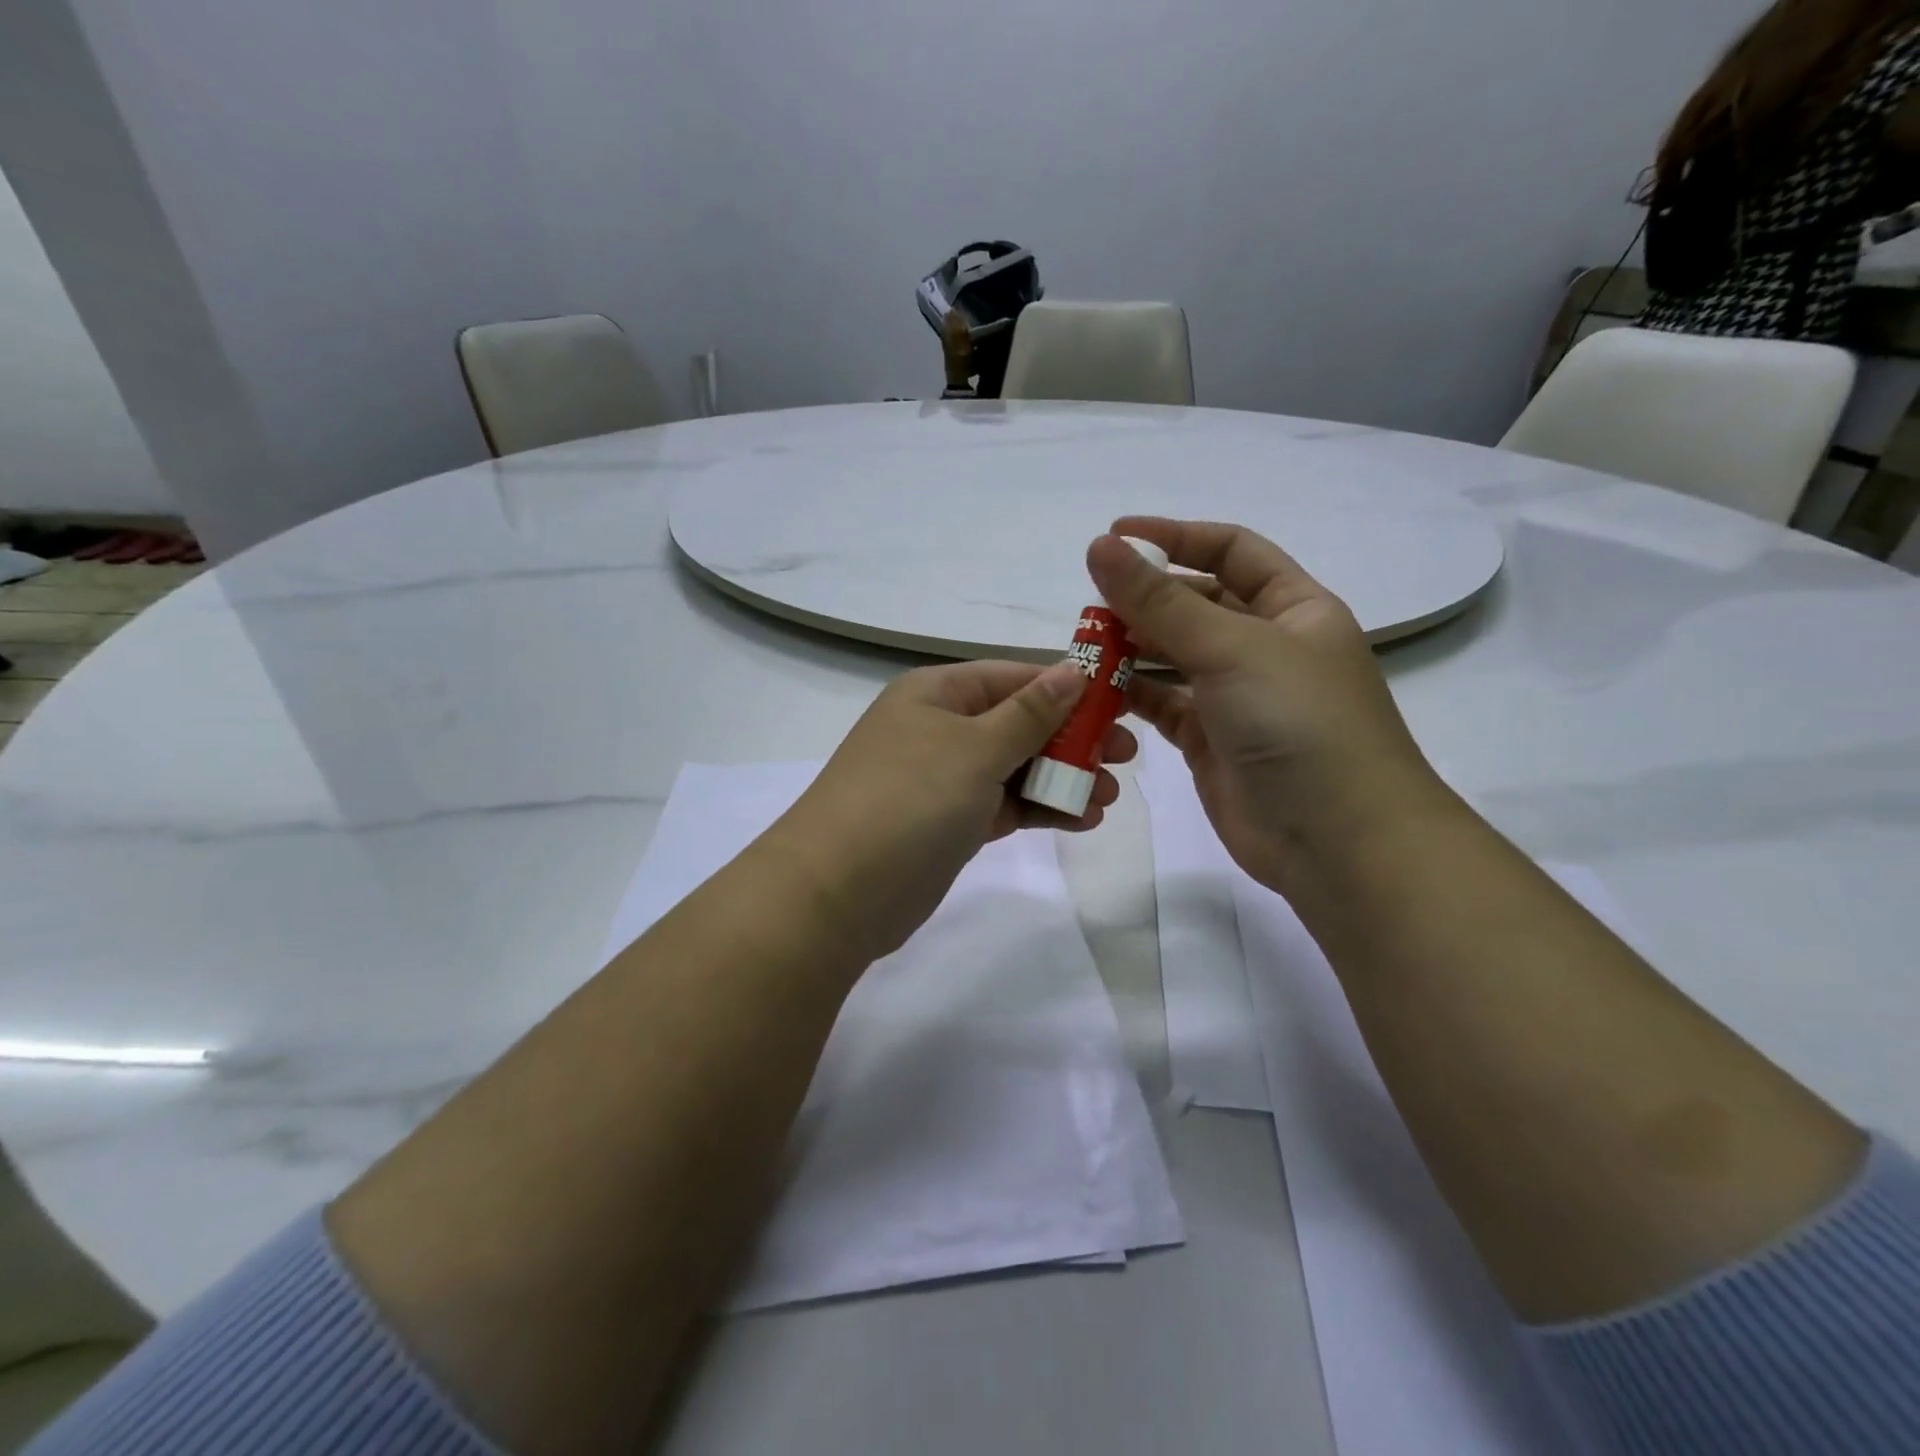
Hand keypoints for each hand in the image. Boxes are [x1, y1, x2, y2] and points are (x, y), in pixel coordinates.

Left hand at [768, 660, 1136, 961]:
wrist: (836, 893)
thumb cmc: (909, 800)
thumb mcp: (975, 747)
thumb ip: (1030, 712)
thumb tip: (1074, 669)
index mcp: (937, 693)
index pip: (1015, 677)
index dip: (1068, 688)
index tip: (1121, 705)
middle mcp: (939, 729)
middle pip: (1019, 723)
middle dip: (1072, 739)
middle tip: (1125, 758)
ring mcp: (942, 779)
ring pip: (1015, 767)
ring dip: (1062, 779)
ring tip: (1107, 797)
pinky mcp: (948, 824)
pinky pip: (1004, 805)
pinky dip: (1039, 809)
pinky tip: (1080, 819)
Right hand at [1087, 518, 1450, 892]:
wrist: (1338, 841)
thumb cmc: (1299, 724)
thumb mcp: (1231, 648)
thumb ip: (1160, 601)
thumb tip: (1100, 547)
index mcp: (1293, 609)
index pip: (1231, 551)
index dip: (1175, 538)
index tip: (1115, 538)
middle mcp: (1266, 647)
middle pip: (1197, 604)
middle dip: (1146, 598)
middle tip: (1090, 603)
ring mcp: (1238, 698)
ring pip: (1175, 657)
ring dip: (1132, 647)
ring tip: (1084, 645)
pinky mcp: (1211, 742)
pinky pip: (1164, 706)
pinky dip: (1132, 695)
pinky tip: (1097, 690)